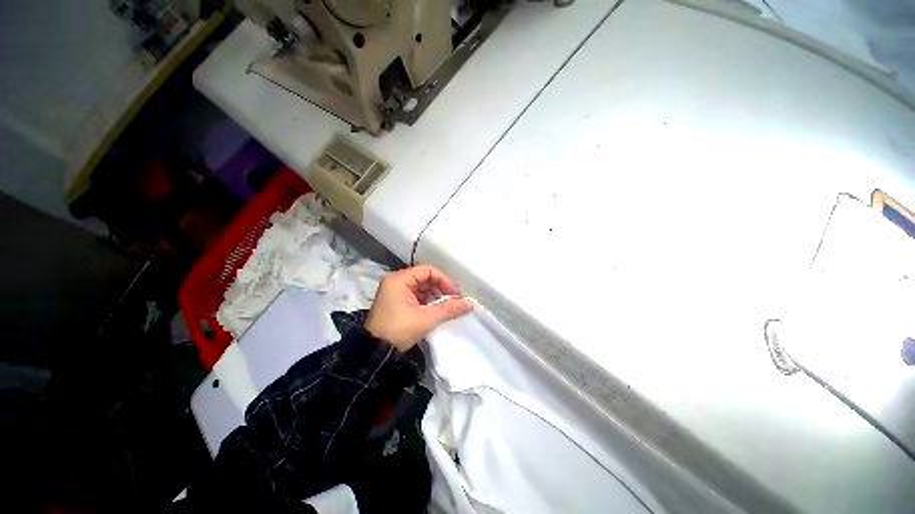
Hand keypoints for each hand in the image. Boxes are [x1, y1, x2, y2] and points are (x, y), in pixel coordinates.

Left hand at [364, 264, 473, 351]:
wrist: (375, 353)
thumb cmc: (399, 330)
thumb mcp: (427, 318)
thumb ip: (449, 308)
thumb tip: (469, 304)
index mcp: (399, 280)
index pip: (428, 270)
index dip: (444, 280)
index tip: (455, 294)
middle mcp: (396, 282)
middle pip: (424, 278)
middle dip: (440, 289)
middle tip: (453, 302)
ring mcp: (394, 293)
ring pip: (421, 288)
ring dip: (435, 297)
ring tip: (445, 309)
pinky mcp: (395, 303)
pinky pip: (415, 297)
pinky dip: (427, 303)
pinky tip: (434, 312)